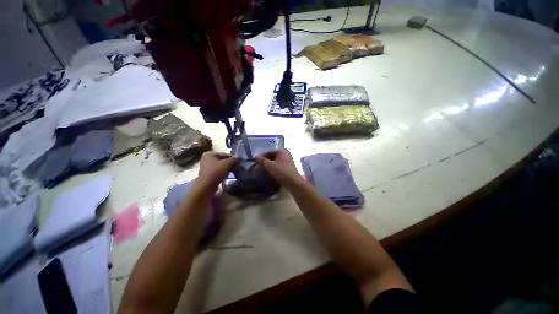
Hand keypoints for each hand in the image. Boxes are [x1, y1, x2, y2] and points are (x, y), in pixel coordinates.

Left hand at [197, 151, 238, 188]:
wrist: (206, 186)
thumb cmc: (215, 172)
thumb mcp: (227, 164)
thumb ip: (234, 159)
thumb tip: (240, 157)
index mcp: (210, 154)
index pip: (226, 154)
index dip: (233, 159)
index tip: (239, 164)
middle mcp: (207, 158)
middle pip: (223, 160)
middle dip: (230, 164)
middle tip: (237, 168)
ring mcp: (207, 167)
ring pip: (221, 166)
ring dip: (228, 169)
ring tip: (233, 172)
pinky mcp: (208, 174)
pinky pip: (218, 171)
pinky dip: (223, 173)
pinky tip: (228, 176)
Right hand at [255, 149, 303, 187]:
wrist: (293, 182)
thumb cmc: (281, 171)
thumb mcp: (270, 165)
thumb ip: (262, 160)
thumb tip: (256, 156)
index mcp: (282, 151)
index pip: (269, 151)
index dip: (262, 156)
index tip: (255, 161)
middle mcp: (286, 153)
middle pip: (273, 155)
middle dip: (266, 160)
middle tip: (259, 165)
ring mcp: (288, 160)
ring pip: (276, 160)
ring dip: (270, 164)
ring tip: (263, 169)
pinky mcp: (289, 166)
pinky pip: (279, 164)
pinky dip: (274, 166)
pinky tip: (270, 171)